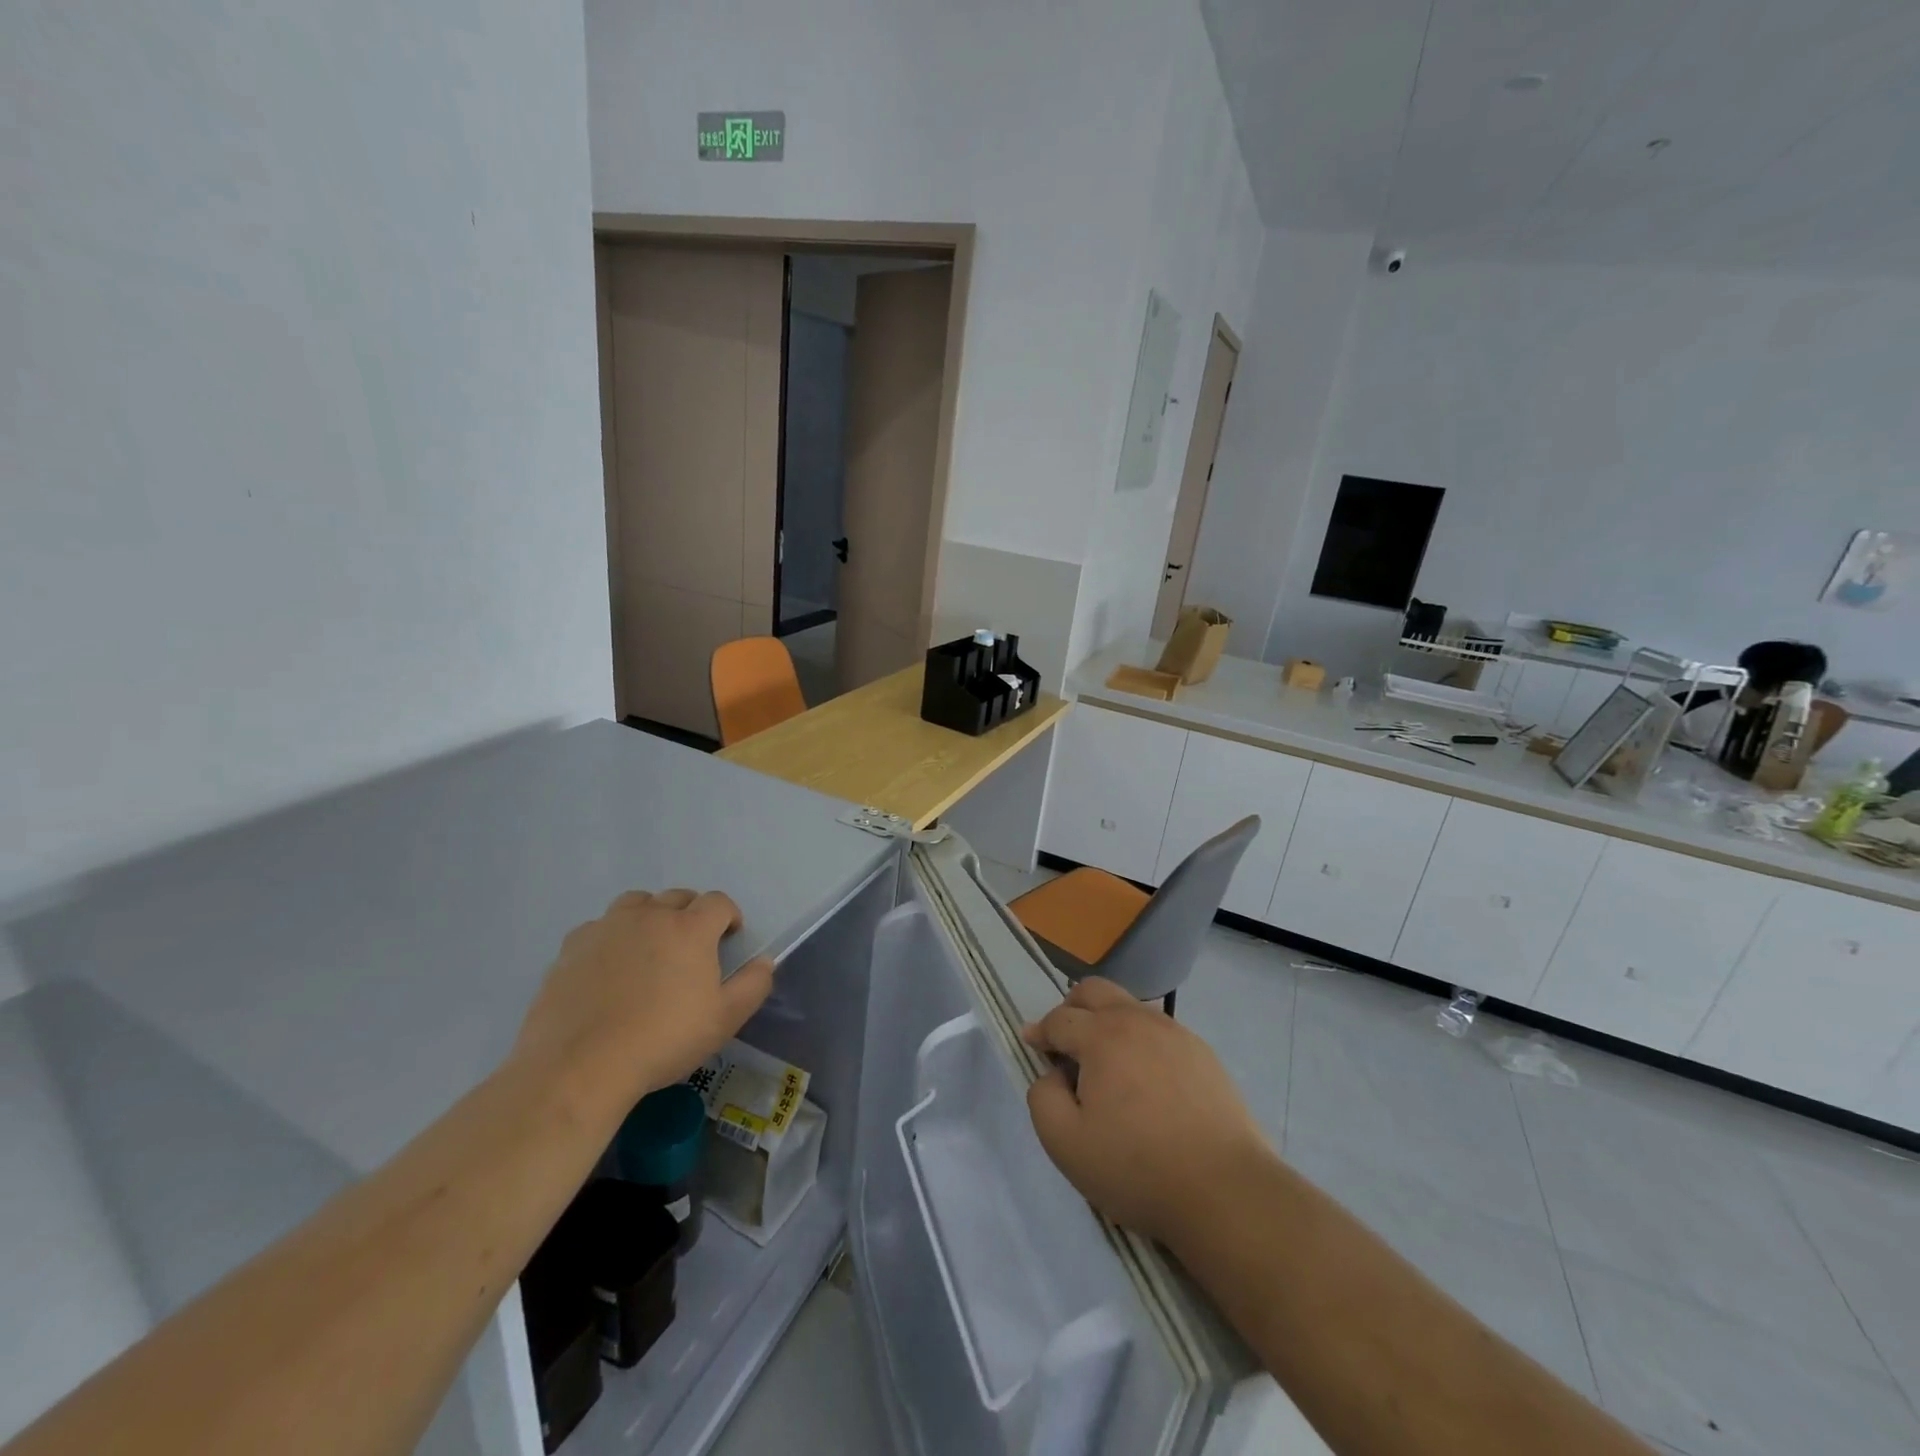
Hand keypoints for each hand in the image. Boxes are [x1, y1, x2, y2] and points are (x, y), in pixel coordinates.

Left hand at [511, 889, 774, 1114]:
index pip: (718, 902)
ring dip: (650, 916)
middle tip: (691, 948)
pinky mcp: (571, 947)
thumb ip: (753, 985)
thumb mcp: (724, 1020)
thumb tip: (765, 961)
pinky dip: (611, 937)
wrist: (580, 1067)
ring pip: (636, 904)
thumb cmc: (663, 1040)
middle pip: (677, 897)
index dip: (728, 916)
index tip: (729, 939)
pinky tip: (609, 968)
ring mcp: (606, 927)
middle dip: (691, 914)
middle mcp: (649, 916)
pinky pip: (599, 927)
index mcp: (690, 928)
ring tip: (649, 948)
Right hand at [1023, 977, 1271, 1247]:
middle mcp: (1138, 1021)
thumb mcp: (1066, 1144)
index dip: (1040, 1031)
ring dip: (1107, 1022)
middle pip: (1095, 991)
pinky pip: (1160, 1031)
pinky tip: (1146, 1079)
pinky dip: (1140, 1041)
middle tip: (1064, 1041)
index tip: (1031, 1044)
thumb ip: (1043, 1098)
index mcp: (1102, 1036)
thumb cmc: (1137, 1168)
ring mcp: (1175, 1033)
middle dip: (1072, 1008)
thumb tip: (1053, 1075)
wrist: (1225, 1191)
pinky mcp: (1203, 1054)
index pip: (1059, 1019)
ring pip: (1130, 1007)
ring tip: (1105, 1062)